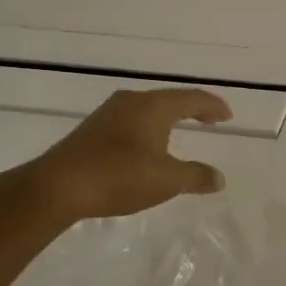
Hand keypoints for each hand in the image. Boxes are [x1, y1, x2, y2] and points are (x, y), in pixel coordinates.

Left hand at [15, 88, 230, 223]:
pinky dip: (148, 128)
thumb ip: (196, 176)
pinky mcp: (91, 129)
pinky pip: (131, 120)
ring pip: (147, 109)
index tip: (227, 116)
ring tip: (180, 130)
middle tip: (209, 120)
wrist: (57, 187)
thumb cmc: (119, 176)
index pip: (192, 98)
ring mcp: (108, 114)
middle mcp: (131, 102)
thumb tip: (219, 178)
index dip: (212, 107)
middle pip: (169, 99)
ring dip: (167, 118)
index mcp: (153, 106)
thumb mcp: (166, 180)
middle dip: (191, 109)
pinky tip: (146, 144)